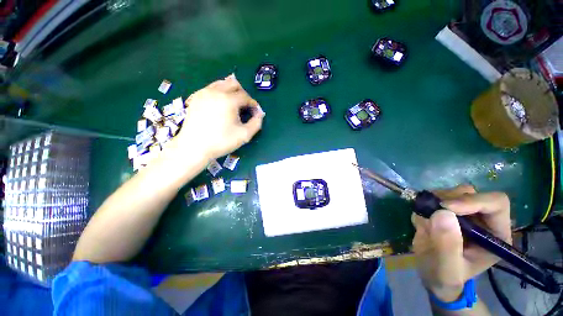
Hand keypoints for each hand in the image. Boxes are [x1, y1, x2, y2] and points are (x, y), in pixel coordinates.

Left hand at [172, 74, 264, 160]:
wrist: (194, 147)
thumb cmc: (221, 141)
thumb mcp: (244, 135)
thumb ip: (256, 123)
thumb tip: (260, 114)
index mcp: (229, 100)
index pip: (245, 96)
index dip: (252, 104)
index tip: (255, 111)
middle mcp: (216, 91)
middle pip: (234, 84)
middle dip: (243, 94)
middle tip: (245, 106)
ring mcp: (204, 93)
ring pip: (221, 83)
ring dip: (231, 91)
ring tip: (233, 104)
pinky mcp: (195, 97)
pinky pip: (211, 88)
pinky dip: (219, 92)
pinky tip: (220, 105)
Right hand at [411, 185, 511, 301]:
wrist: (432, 274)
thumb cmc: (445, 277)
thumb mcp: (447, 269)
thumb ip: (448, 246)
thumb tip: (442, 213)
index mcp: (495, 234)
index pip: (495, 204)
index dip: (472, 201)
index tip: (445, 207)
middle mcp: (483, 220)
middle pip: (471, 194)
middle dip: (448, 199)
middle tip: (429, 210)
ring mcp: (464, 214)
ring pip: (452, 192)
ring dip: (434, 200)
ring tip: (424, 218)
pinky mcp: (447, 211)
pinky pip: (435, 197)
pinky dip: (425, 203)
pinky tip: (421, 220)